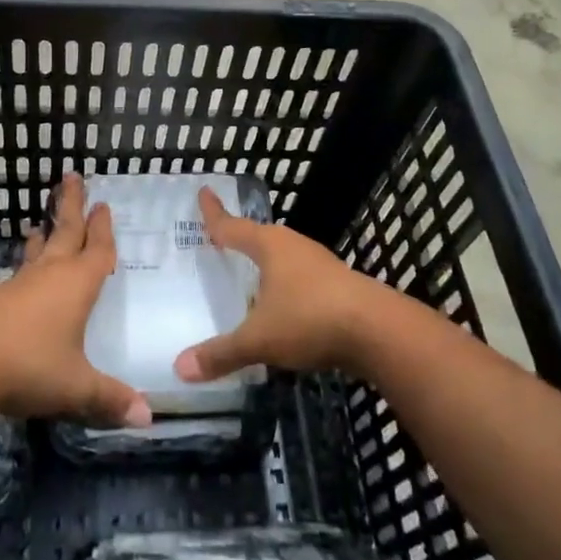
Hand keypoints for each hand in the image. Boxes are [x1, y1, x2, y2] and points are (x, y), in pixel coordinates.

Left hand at [0, 173, 150, 428]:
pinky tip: (24, 267)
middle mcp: (50, 275)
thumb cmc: (30, 367)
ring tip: (42, 219)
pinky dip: (28, 258)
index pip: (97, 251)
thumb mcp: (77, 386)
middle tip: (72, 176)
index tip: (105, 205)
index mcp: (77, 285)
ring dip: (46, 231)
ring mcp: (21, 284)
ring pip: (40, 249)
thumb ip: (111, 399)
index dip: (104, 230)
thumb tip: (147, 419)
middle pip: (65, 232)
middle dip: (72, 206)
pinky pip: (22, 269)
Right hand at [174, 187, 385, 383]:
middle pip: (261, 237)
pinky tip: (284, 306)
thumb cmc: (310, 320)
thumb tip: (180, 368)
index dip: (214, 213)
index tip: (204, 191)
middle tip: (221, 240)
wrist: (380, 332)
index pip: (232, 226)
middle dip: (242, 238)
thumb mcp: (259, 339)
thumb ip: (221, 353)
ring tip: (250, 275)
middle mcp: (295, 247)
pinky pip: (302, 280)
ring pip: (285, 258)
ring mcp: (321, 265)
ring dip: (267, 264)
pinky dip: (286, 287)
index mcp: (270, 247)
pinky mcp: (340, 286)